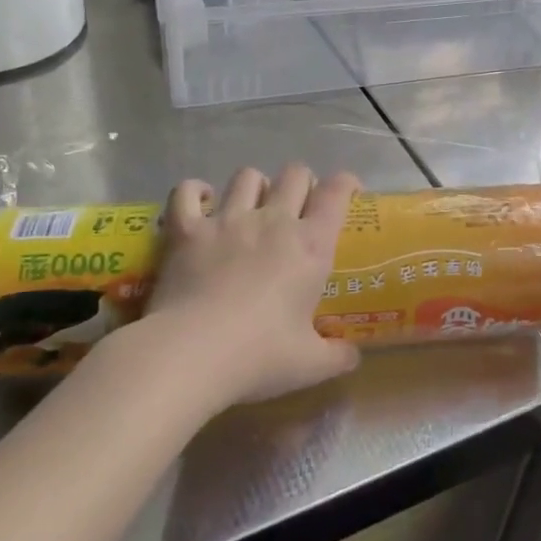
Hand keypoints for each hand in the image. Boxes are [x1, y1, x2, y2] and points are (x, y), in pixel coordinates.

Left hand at [130, 164, 362, 409]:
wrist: (191, 354)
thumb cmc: (259, 356)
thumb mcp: (310, 365)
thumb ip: (337, 356)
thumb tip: (353, 358)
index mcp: (311, 245)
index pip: (336, 192)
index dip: (346, 183)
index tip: (348, 191)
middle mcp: (273, 220)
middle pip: (294, 174)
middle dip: (301, 182)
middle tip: (298, 206)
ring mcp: (227, 220)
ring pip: (247, 177)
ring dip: (255, 186)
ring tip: (252, 205)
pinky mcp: (187, 229)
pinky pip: (188, 191)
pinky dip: (195, 191)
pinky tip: (201, 202)